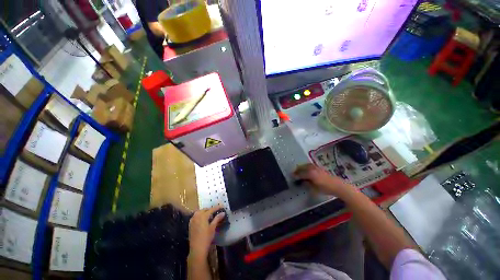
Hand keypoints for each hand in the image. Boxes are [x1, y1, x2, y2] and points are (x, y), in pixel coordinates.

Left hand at [188, 205, 225, 260]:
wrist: (197, 249)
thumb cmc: (206, 238)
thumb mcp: (213, 227)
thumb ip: (217, 219)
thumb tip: (223, 212)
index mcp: (203, 216)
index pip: (211, 209)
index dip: (217, 207)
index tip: (222, 206)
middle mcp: (197, 216)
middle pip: (204, 210)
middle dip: (210, 209)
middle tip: (215, 211)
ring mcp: (192, 220)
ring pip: (199, 212)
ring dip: (204, 212)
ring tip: (209, 215)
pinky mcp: (190, 225)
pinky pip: (195, 216)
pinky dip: (199, 215)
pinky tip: (202, 219)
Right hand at [293, 164, 350, 195]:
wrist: (337, 185)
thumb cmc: (325, 188)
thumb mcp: (314, 188)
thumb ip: (307, 184)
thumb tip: (302, 181)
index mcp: (310, 173)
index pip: (300, 173)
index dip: (295, 175)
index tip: (292, 176)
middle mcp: (312, 168)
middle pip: (302, 167)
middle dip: (297, 170)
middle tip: (294, 173)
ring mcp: (316, 167)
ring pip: (305, 165)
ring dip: (301, 167)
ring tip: (298, 171)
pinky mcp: (319, 167)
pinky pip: (309, 165)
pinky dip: (306, 167)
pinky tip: (306, 170)